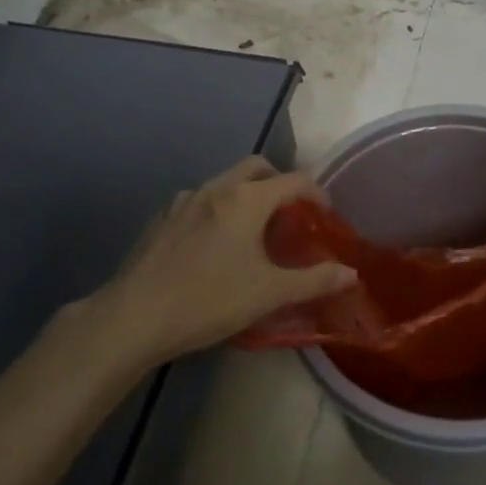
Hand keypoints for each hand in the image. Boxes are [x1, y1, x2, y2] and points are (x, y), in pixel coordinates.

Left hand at [95, 157, 357, 362]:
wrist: (133, 317)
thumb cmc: (208, 300)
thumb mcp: (268, 293)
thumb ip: (314, 280)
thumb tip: (352, 273)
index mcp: (247, 199)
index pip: (295, 180)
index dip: (317, 193)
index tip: (326, 215)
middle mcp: (217, 188)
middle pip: (257, 167)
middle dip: (279, 182)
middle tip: (290, 214)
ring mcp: (185, 201)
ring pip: (226, 182)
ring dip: (247, 194)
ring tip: (254, 231)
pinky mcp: (162, 219)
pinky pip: (201, 201)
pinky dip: (219, 210)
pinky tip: (215, 245)